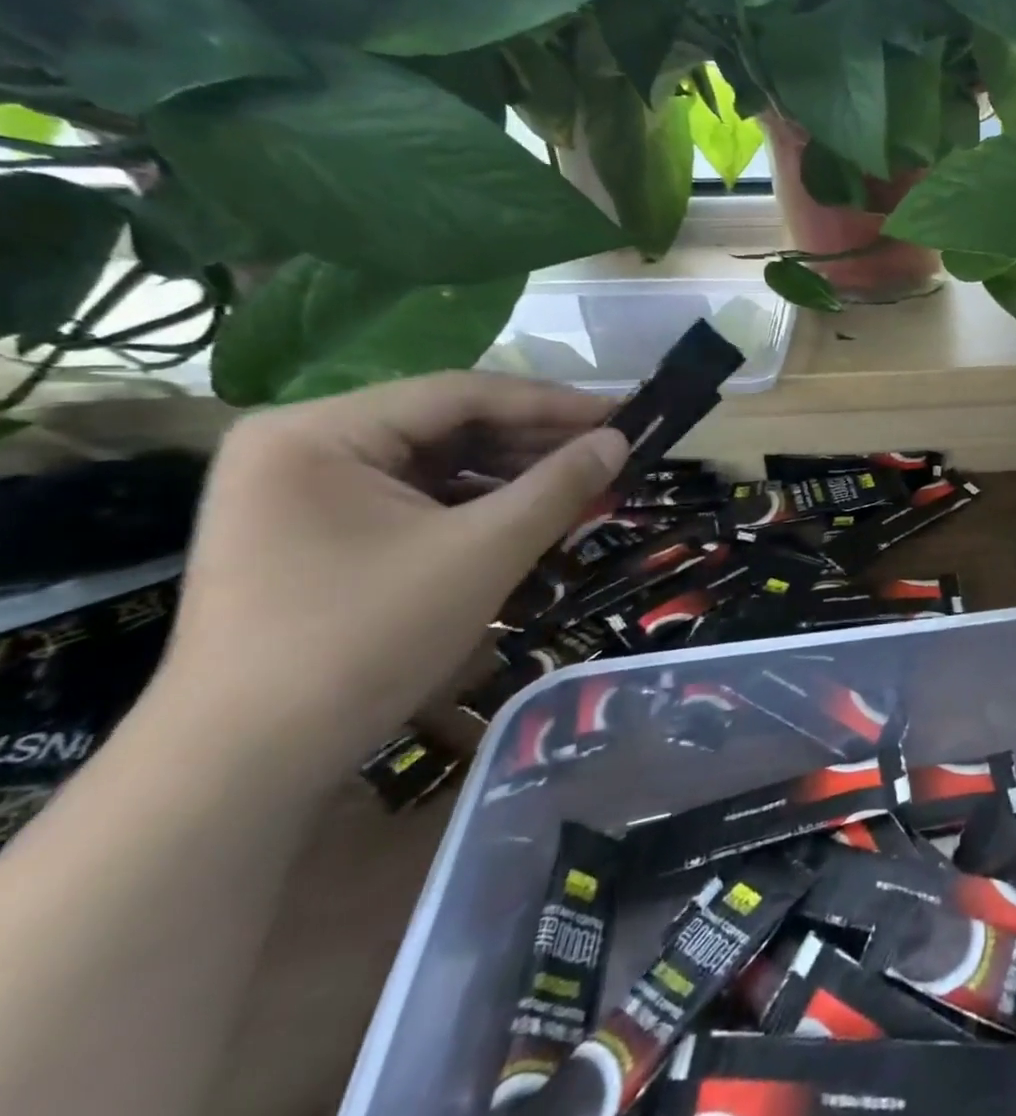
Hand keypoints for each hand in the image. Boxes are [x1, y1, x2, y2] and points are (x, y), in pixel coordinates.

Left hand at [157, 373, 627, 776]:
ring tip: (581, 484)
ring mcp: (304, 493)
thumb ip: (558, 487)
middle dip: (532, 443)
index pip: (460, 394)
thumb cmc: (364, 639)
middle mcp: (303, 447)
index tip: (621, 413)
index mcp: (319, 431)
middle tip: (609, 452)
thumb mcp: (482, 553)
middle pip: (445, 426)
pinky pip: (415, 501)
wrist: (245, 770)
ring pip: (435, 465)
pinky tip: (529, 516)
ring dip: (511, 476)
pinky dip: (476, 507)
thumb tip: (620, 441)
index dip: (551, 403)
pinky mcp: (317, 535)